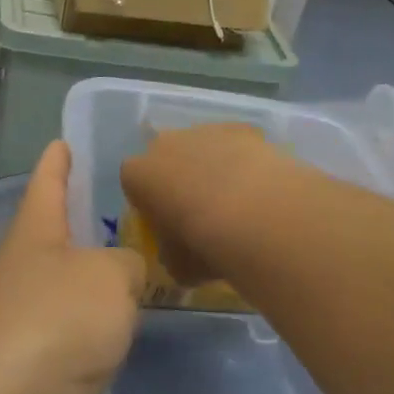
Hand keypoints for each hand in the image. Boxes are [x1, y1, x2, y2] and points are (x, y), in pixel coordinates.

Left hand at [0, 142, 143, 393]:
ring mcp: (26, 317)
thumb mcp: (109, 279)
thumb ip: (130, 265)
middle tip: (142, 211)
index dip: (59, 158)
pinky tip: (130, 330)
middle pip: (62, 233)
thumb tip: (128, 273)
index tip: (65, 140)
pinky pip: (76, 333)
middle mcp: (25, 268)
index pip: (48, 179)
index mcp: (35, 231)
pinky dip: (100, 329)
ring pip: (73, 286)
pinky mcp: (34, 364)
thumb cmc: (51, 327)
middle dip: (93, 222)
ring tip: (149, 270)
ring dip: (102, 281)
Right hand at [119, 123, 285, 287]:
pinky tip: (258, 185)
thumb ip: (170, 254)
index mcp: (137, 174)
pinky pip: (235, 143)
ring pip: (201, 147)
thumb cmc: (201, 243)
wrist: (253, 213)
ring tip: (236, 200)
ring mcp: (203, 130)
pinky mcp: (239, 128)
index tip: (167, 224)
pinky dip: (242, 159)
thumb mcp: (176, 265)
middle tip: (199, 210)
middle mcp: (164, 143)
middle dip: (178, 178)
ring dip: (211, 167)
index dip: (150, 203)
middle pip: (166, 158)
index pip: (134, 184)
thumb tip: (179, 254)